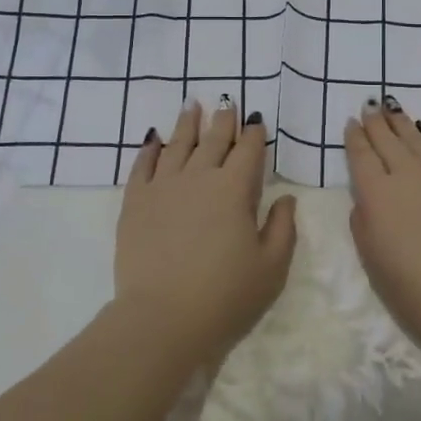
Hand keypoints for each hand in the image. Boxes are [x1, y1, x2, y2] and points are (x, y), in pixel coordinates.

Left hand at [114, 99, 297, 362]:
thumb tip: (285, 197)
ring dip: (187, 123)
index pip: (248, 151)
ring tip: (191, 105)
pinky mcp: (135, 202)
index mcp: (234, 189)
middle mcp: (199, 177)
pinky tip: (153, 139)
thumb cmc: (225, 297)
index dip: (254, 134)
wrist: (161, 319)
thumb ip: (283, 227)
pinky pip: (142, 165)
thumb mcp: (272, 267)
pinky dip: (149, 149)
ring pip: (177, 144)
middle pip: (213, 140)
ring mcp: (163, 186)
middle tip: (227, 101)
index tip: (256, 120)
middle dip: (223, 119)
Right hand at [344, 96, 420, 358]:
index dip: (355, 138)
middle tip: (369, 107)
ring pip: (416, 139)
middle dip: (375, 122)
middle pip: (387, 140)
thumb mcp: (372, 261)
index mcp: (377, 196)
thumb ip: (363, 223)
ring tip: (391, 109)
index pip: (361, 156)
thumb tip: (366, 199)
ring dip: (400, 123)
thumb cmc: (414, 292)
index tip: (351, 123)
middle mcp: (407, 175)